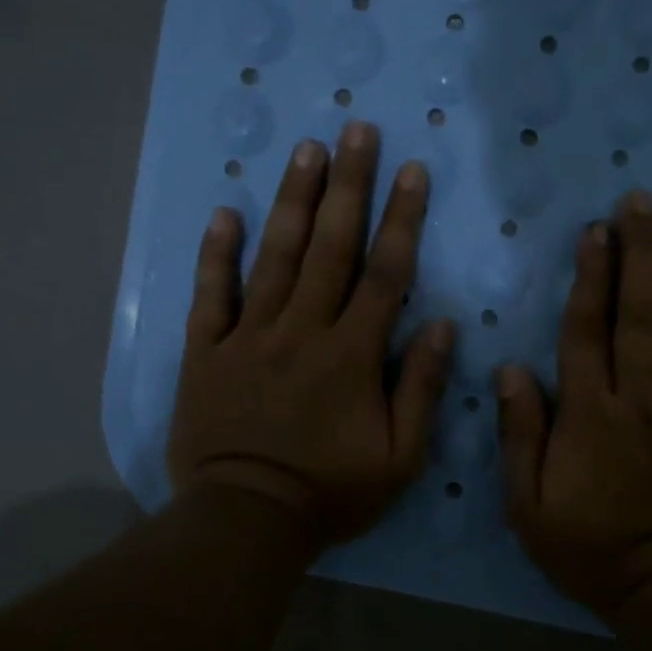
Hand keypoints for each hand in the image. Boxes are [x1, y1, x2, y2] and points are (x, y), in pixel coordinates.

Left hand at [167, 122, 455, 546]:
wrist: (246, 520)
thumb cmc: (332, 492)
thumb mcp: (400, 457)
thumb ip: (422, 388)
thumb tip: (444, 326)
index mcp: (352, 355)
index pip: (385, 274)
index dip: (401, 219)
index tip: (412, 170)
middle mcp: (302, 330)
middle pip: (330, 248)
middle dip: (348, 186)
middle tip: (357, 130)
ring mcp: (250, 337)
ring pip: (274, 257)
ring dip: (293, 201)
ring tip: (307, 150)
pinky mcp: (207, 352)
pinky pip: (212, 296)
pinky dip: (216, 254)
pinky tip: (223, 212)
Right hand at [496, 191, 651, 621]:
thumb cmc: (591, 550)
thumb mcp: (528, 506)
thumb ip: (520, 434)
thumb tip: (511, 369)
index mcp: (590, 414)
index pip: (587, 330)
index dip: (590, 276)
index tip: (594, 229)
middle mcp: (642, 399)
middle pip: (641, 314)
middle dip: (639, 252)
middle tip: (640, 200)